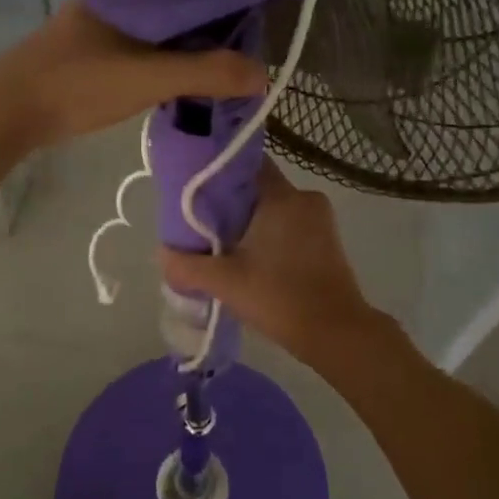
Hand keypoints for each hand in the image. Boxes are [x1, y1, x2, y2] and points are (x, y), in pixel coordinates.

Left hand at [0, 0, 266, 147]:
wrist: (7, 112)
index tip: (249, 19)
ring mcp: (91, 26)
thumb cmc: (79, 84)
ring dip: (177, 43)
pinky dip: (156, 57)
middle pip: (169, 6)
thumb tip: (263, 74)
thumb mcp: (150, 78)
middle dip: (202, 25)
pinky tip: (168, 74)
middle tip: (236, 47)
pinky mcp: (82, 51)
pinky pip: (133, 45)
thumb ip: (206, 74)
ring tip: (212, 62)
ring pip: (150, 28)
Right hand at [160, 161, 388, 362]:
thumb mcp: (226, 282)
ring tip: (221, 242)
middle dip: (230, 202)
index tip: (195, 188)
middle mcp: (305, 198)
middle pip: (258, 187)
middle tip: (201, 221)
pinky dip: (269, 233)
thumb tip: (161, 255)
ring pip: (274, 207)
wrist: (336, 334)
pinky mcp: (327, 240)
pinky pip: (290, 224)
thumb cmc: (281, 298)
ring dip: (250, 221)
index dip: (219, 172)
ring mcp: (320, 219)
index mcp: (283, 196)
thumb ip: (188, 265)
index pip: (246, 164)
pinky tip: (250, 256)